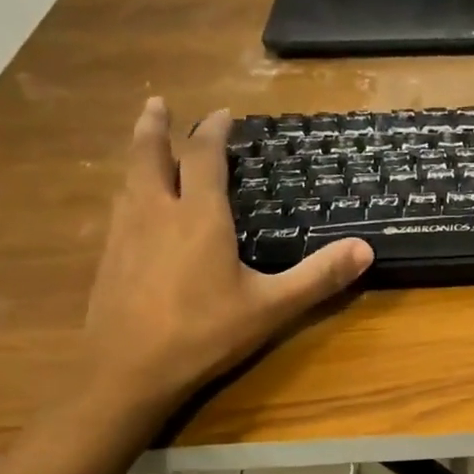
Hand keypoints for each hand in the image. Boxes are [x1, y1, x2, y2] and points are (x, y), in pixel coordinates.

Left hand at [78, 99, 371, 415]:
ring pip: (128, 179)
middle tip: (158, 103)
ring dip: (138, 155)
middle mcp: (156, 212)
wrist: (127, 370)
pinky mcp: (108, 258)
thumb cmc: (204, 333)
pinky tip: (134, 208)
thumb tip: (365, 249)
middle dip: (155, 126)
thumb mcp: (271, 307)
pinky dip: (129, 191)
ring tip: (146, 147)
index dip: (213, 131)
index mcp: (198, 216)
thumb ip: (318, 277)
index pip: (204, 157)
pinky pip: (120, 208)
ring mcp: (125, 234)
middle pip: (149, 154)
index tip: (222, 114)